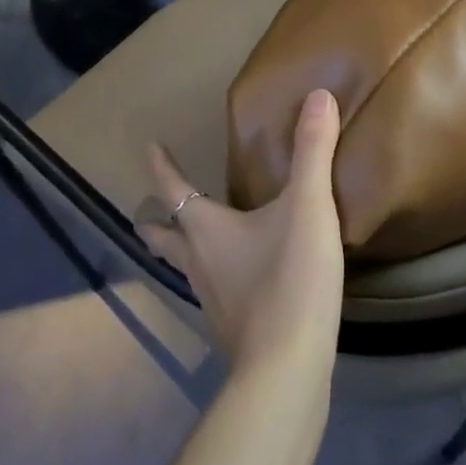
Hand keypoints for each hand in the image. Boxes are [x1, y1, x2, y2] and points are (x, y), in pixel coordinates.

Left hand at [140, 90, 344, 373]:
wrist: (288, 369)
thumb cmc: (290, 279)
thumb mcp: (308, 206)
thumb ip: (313, 151)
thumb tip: (319, 95)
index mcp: (206, 229)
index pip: (174, 190)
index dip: (162, 167)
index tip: (149, 148)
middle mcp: (198, 263)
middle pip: (166, 239)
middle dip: (155, 223)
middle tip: (146, 214)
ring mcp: (212, 301)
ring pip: (187, 268)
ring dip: (182, 251)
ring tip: (191, 243)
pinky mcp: (232, 329)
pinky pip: (214, 292)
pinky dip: (214, 277)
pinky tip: (237, 282)